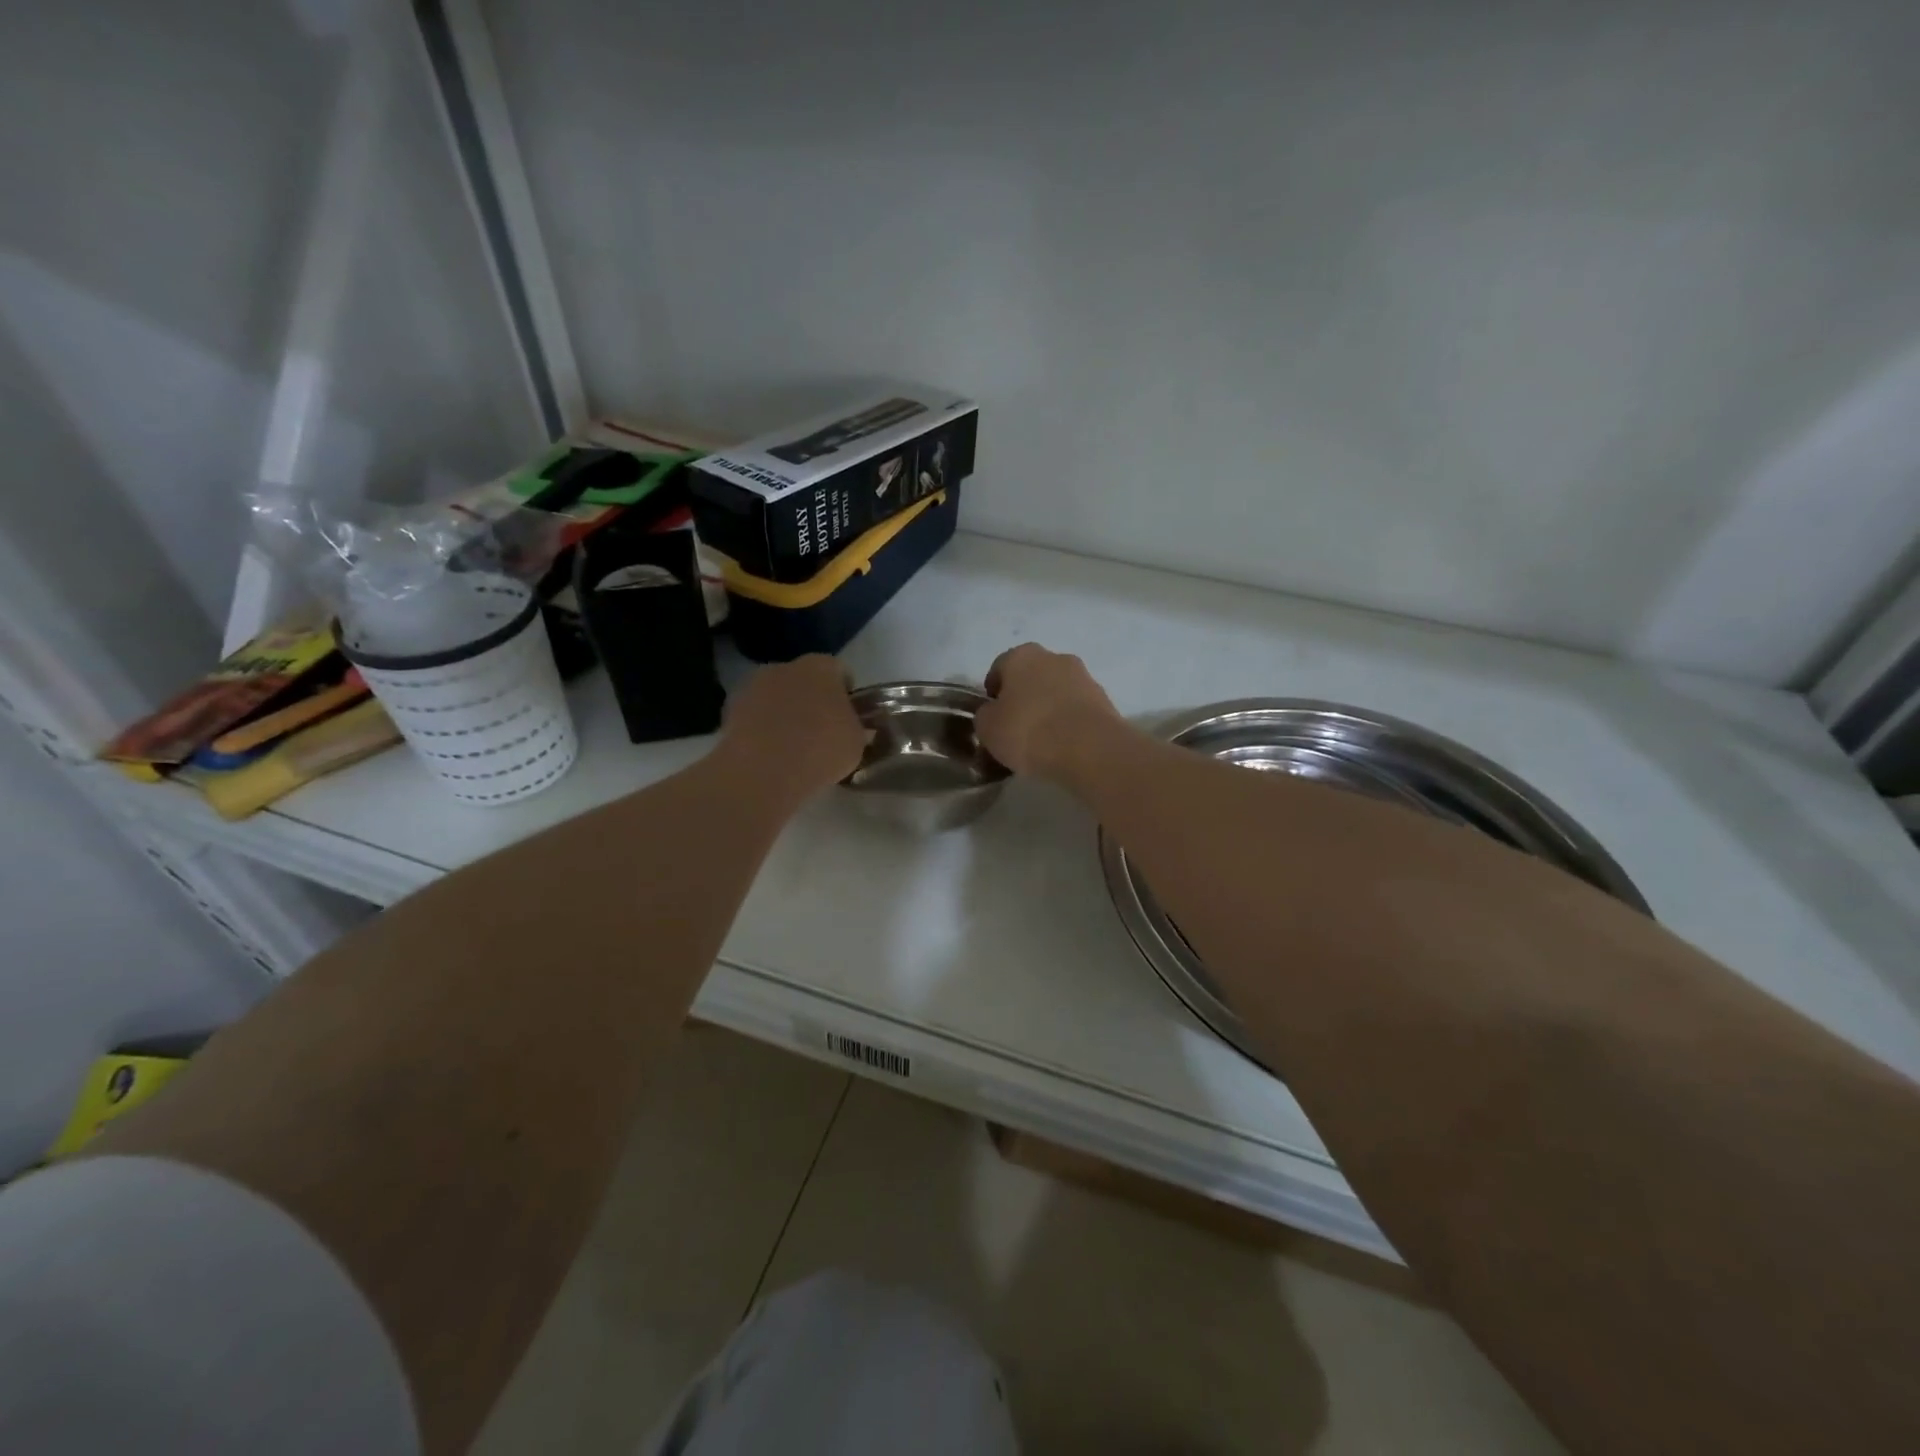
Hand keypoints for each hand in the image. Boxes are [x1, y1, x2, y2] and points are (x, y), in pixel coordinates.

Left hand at [721, 656, 868, 792]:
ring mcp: (752, 686)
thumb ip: (853, 727)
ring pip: (776, 696)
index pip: (839, 670)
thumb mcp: (856, 742)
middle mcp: (785, 667)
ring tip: (792, 746)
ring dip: (784, 713)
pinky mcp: (729, 710)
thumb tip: (847, 727)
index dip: (845, 692)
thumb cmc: (821, 749)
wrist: (764, 770)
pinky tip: (769, 753)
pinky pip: (754, 716)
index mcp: (821, 667)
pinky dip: (761, 728)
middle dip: (812, 699)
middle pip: (804, 679)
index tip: (848, 715)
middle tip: (820, 730)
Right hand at [975, 643, 1123, 778]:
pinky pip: (1077, 709)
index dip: (993, 692)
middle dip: (1023, 697)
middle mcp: (1054, 657)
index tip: (992, 715)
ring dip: (1048, 708)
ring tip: (1042, 741)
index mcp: (1021, 656)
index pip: (1000, 667)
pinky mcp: (1104, 700)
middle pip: (1031, 676)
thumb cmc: (1028, 731)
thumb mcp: (988, 728)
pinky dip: (1069, 722)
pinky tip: (1063, 746)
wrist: (1089, 749)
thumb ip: (986, 715)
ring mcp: (1083, 677)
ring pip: (1057, 691)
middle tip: (1016, 728)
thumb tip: (993, 713)